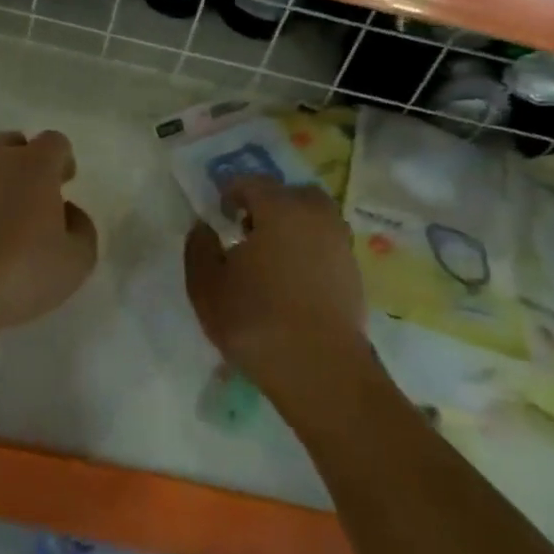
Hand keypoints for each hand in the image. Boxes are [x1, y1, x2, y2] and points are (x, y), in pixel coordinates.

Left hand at [0, 131, 97, 347]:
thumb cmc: (20, 269)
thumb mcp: (75, 261)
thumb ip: (81, 229)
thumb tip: (68, 213)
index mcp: (35, 165)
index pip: (54, 141)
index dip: (63, 160)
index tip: (65, 184)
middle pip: (14, 144)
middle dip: (27, 162)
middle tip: (34, 197)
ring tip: (3, 222)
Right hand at [183, 177, 366, 390]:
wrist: (321, 370)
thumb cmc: (256, 321)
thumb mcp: (206, 287)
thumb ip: (199, 248)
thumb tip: (204, 226)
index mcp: (279, 208)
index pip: (252, 183)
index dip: (232, 192)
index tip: (221, 213)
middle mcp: (315, 215)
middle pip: (291, 194)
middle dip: (269, 204)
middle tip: (249, 230)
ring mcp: (340, 243)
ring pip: (314, 218)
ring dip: (293, 226)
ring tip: (273, 257)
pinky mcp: (354, 272)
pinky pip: (326, 245)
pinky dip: (310, 250)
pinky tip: (293, 279)